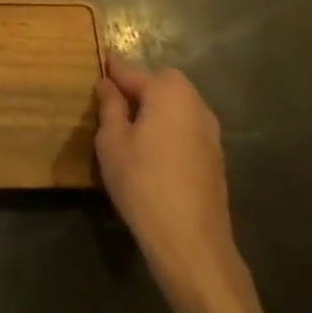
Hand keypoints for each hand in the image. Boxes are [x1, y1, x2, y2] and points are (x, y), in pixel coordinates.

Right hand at [94, 56, 242, 302]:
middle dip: (138, 89)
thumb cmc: (143, 184)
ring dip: (155, 111)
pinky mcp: (216, 159)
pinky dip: (169, 132)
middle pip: (161, 84)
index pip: (132, 71)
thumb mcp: (112, 141)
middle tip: (112, 105)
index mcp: (169, 92)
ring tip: (130, 131)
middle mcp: (195, 104)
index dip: (111, 71)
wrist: (192, 245)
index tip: (95, 67)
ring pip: (176, 108)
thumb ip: (110, 106)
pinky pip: (186, 130)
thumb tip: (108, 84)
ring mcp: (210, 133)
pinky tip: (153, 155)